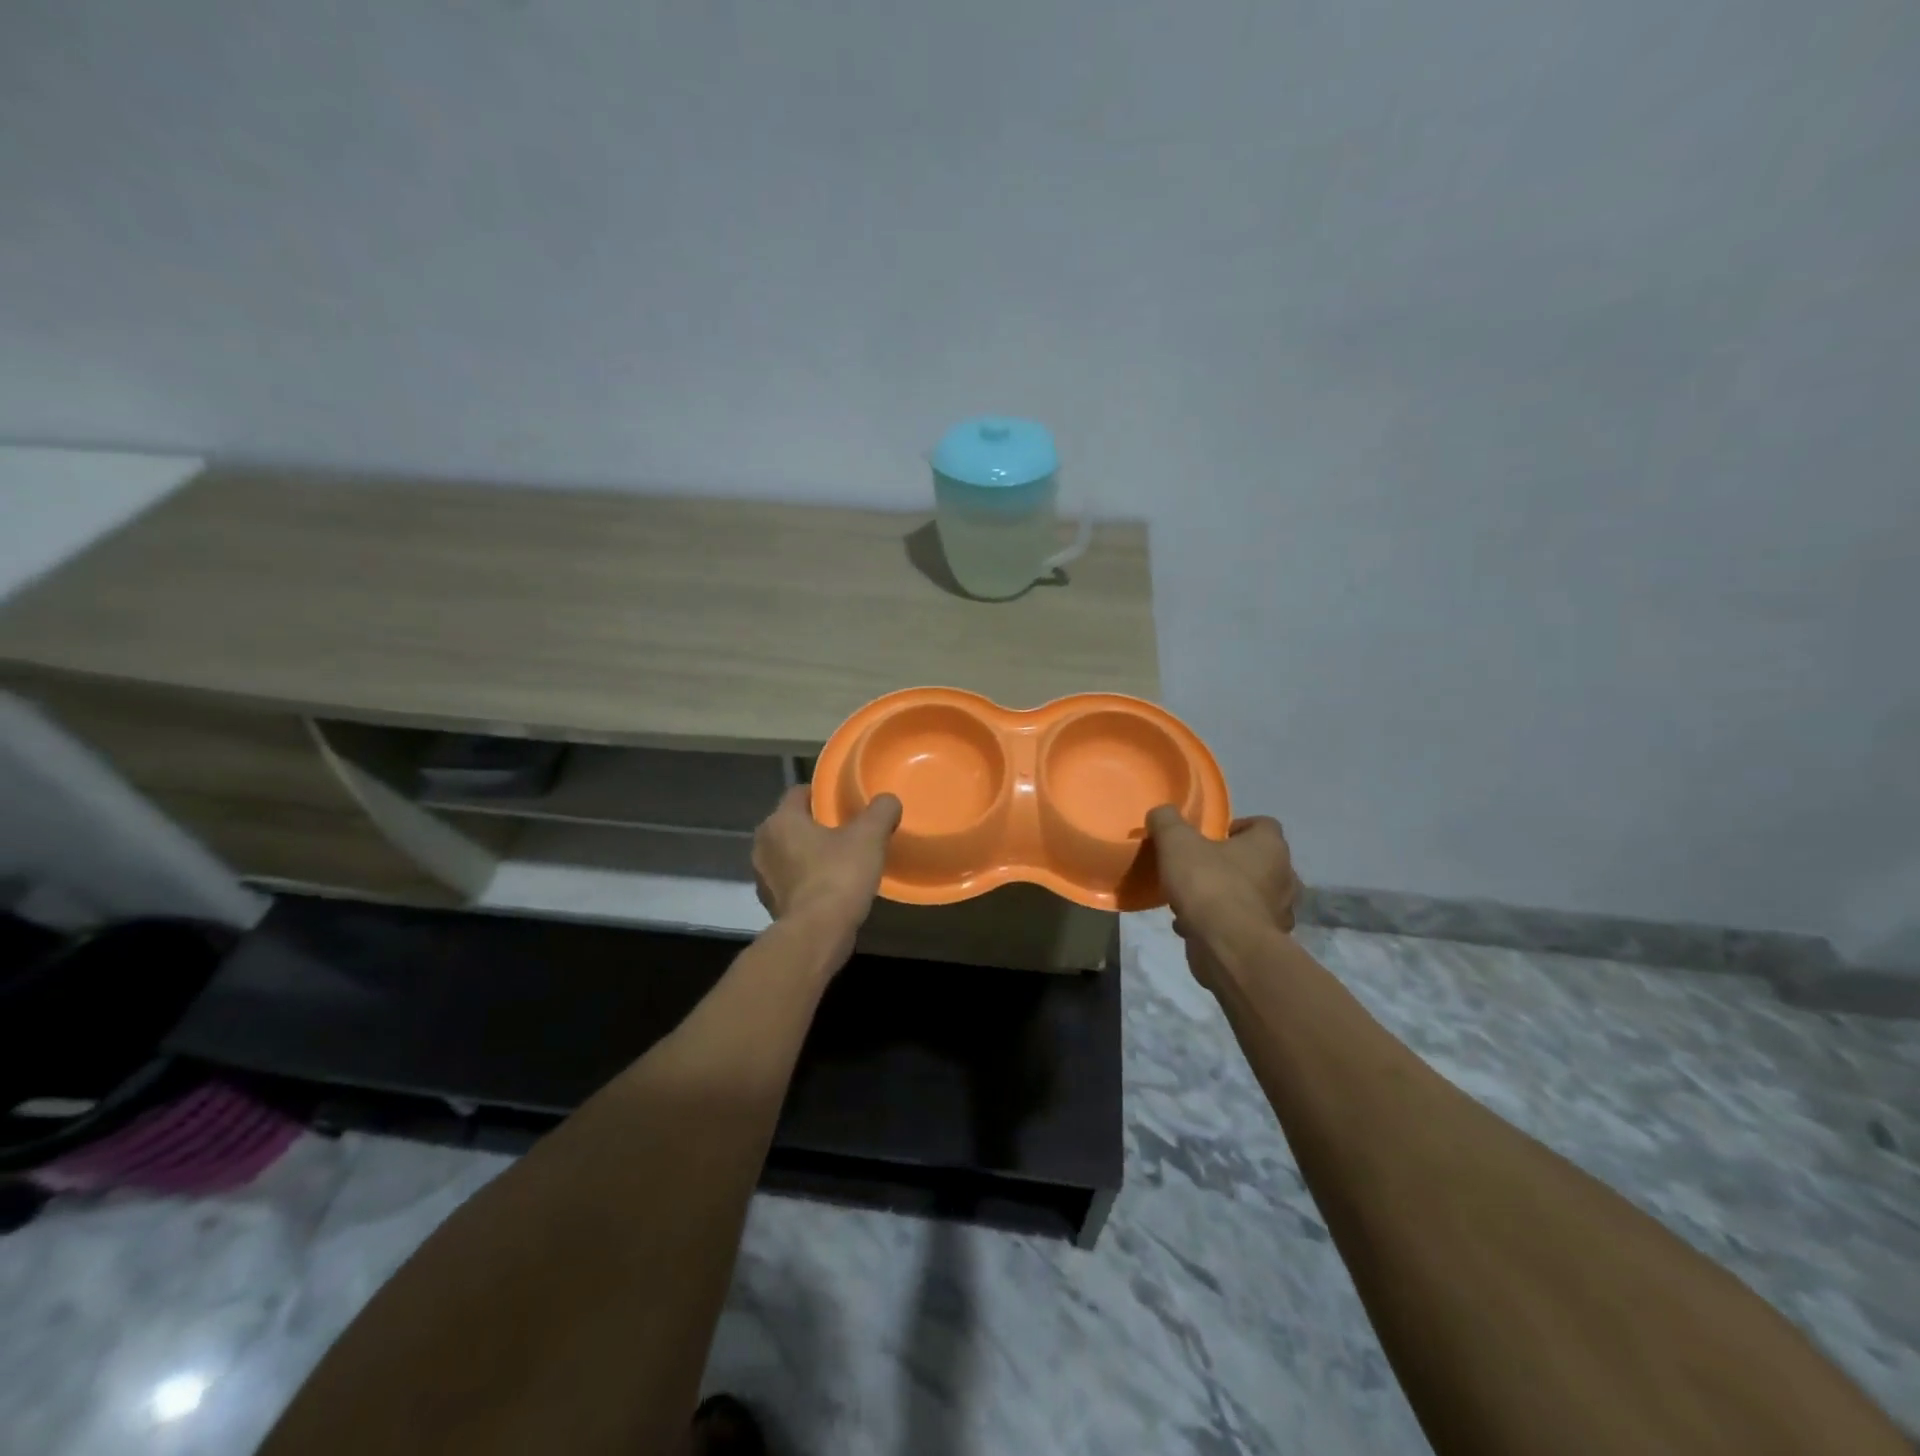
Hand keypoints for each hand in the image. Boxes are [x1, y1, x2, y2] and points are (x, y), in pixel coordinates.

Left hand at [752, 785, 901, 963]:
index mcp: (780, 821)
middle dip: (816, 826)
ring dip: (809, 855)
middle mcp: (763, 845)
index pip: (798, 793)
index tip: (843, 803)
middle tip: (847, 831)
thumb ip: (881, 811)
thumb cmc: (838, 876)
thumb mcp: (869, 837)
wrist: (817, 934)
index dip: (822, 794)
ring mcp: (763, 878)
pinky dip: (806, 881)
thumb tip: (888, 800)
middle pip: (792, 824)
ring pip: (789, 854)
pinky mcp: (770, 904)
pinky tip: (830, 888)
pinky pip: (791, 882)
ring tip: (840, 861)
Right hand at [1147, 808, 1297, 987]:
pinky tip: (1192, 926)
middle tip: (1199, 867)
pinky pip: (1241, 924)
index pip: (1263, 824)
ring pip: (1249, 895)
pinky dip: (1220, 923)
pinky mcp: (1266, 941)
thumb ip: (1167, 821)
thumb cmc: (1208, 884)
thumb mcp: (1176, 842)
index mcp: (1270, 846)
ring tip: (1191, 900)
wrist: (1228, 947)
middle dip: (1229, 864)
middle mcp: (1284, 877)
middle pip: (1257, 861)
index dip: (1237, 827)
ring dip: (1224, 895)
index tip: (1211, 836)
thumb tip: (1161, 813)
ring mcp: (1278, 912)